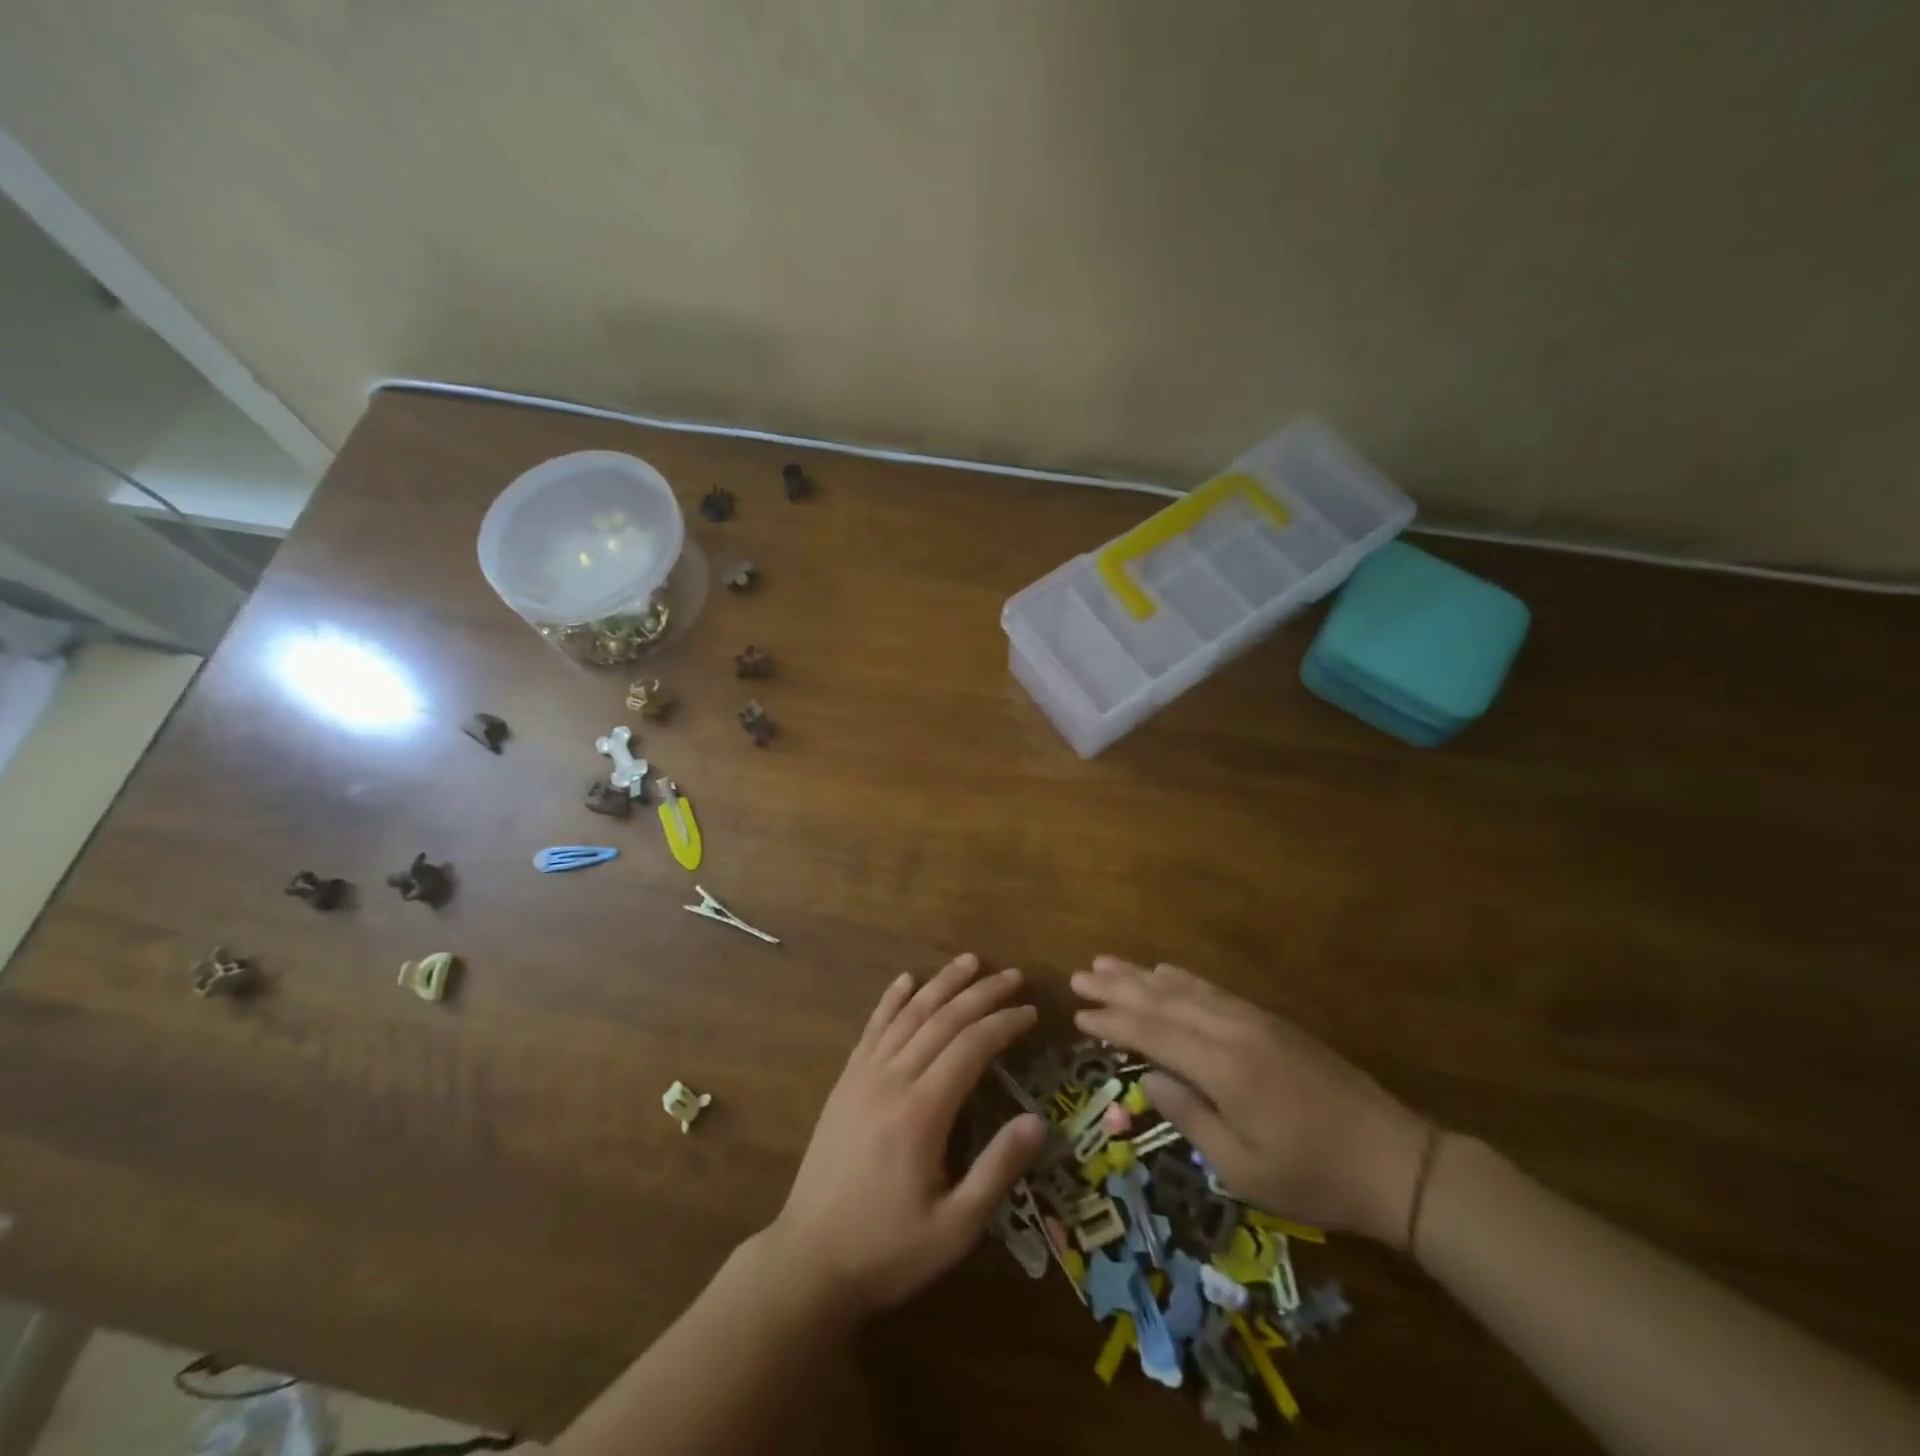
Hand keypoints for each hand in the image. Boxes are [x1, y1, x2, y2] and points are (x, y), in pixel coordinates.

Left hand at [766, 953, 1047, 1320]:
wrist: (809, 1260)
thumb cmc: (887, 1249)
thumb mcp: (954, 1228)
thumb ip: (997, 1170)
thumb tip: (1039, 1121)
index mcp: (921, 1111)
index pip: (971, 1046)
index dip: (1003, 1023)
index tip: (1030, 1011)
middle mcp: (892, 1079)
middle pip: (942, 1019)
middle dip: (981, 993)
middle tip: (1012, 975)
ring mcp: (863, 1076)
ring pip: (908, 1014)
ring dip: (941, 984)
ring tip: (969, 961)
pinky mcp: (845, 1082)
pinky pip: (872, 1028)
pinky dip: (891, 999)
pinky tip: (905, 980)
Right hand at [1072, 957, 1431, 1243]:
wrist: (1394, 1160)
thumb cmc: (1313, 1177)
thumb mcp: (1243, 1169)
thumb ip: (1189, 1117)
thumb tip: (1148, 1078)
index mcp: (1221, 1067)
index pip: (1152, 1033)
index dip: (1112, 1022)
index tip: (1078, 1014)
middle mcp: (1231, 1031)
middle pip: (1162, 999)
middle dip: (1117, 987)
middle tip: (1079, 974)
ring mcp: (1253, 1020)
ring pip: (1185, 988)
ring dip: (1142, 975)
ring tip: (1107, 962)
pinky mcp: (1270, 1021)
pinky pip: (1212, 990)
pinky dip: (1181, 978)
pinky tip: (1164, 971)